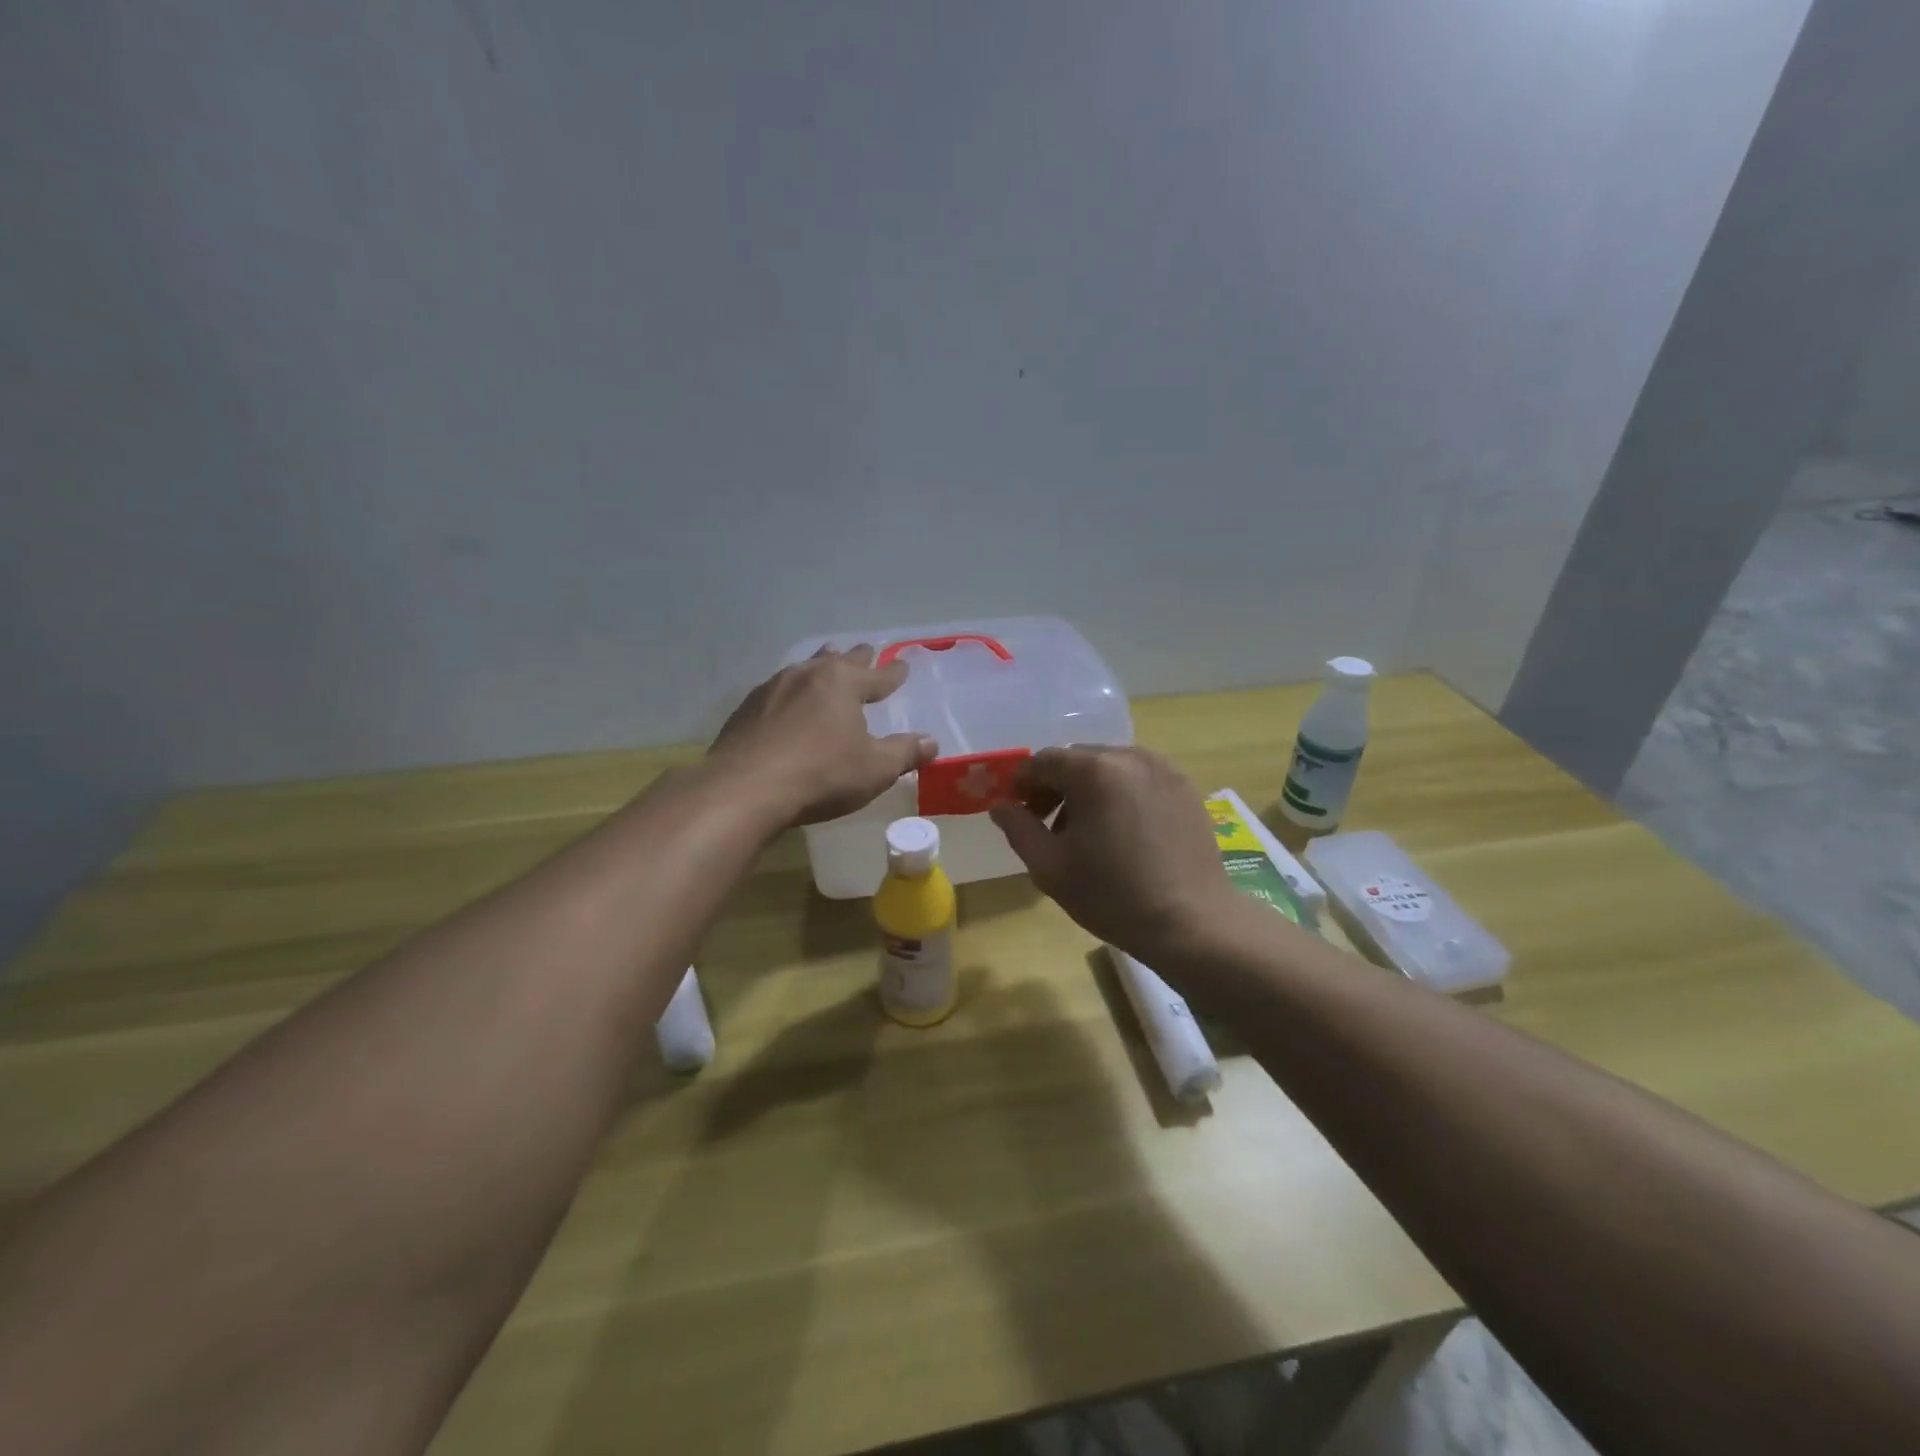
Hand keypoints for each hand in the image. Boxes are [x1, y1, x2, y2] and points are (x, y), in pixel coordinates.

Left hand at [709, 646, 936, 825]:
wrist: (745, 789)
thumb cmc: (822, 774)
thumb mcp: (875, 769)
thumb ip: (905, 753)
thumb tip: (932, 742)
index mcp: (844, 683)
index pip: (878, 675)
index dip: (893, 674)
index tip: (903, 666)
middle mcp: (808, 675)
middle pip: (838, 661)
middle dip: (856, 658)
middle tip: (865, 650)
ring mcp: (772, 689)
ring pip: (804, 669)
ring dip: (820, 666)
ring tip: (825, 662)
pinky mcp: (747, 709)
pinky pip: (778, 691)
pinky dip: (792, 691)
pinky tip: (787, 701)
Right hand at [989, 746, 1243, 962]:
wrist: (1192, 923)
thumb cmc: (1113, 895)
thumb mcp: (1050, 867)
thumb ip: (1018, 828)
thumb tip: (1001, 806)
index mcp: (1095, 770)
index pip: (1044, 761)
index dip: (1023, 783)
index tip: (1017, 811)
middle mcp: (1130, 757)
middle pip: (1078, 760)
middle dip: (1056, 786)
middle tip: (1048, 825)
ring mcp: (1164, 770)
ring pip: (1110, 767)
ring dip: (1089, 790)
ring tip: (1088, 832)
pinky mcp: (1186, 788)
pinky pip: (1139, 779)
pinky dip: (1121, 794)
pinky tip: (1123, 833)